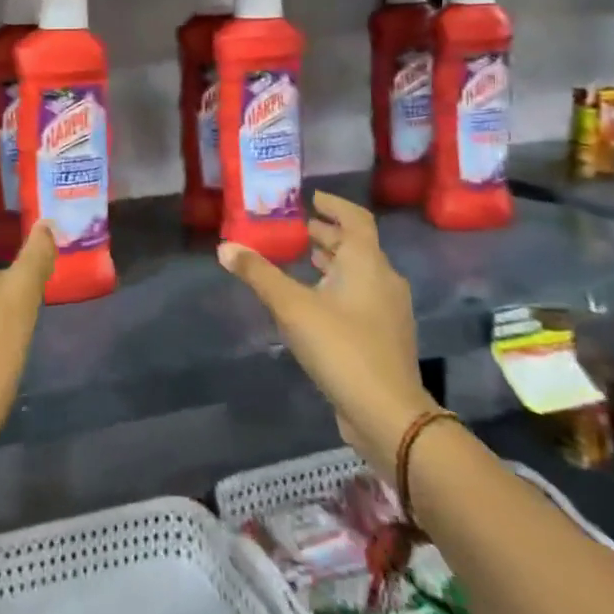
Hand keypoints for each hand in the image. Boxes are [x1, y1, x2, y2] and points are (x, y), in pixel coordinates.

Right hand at [219, 190, 432, 470]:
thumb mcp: (291, 307)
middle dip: (327, 234)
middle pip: (356, 246)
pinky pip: (360, 298)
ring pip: (359, 273)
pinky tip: (314, 303)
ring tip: (302, 260)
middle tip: (296, 230)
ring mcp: (388, 311)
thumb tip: (225, 247)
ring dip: (333, 262)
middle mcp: (384, 280)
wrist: (388, 414)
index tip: (311, 198)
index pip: (356, 219)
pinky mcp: (385, 337)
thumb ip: (258, 274)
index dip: (334, 205)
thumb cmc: (341, 347)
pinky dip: (338, 288)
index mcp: (367, 263)